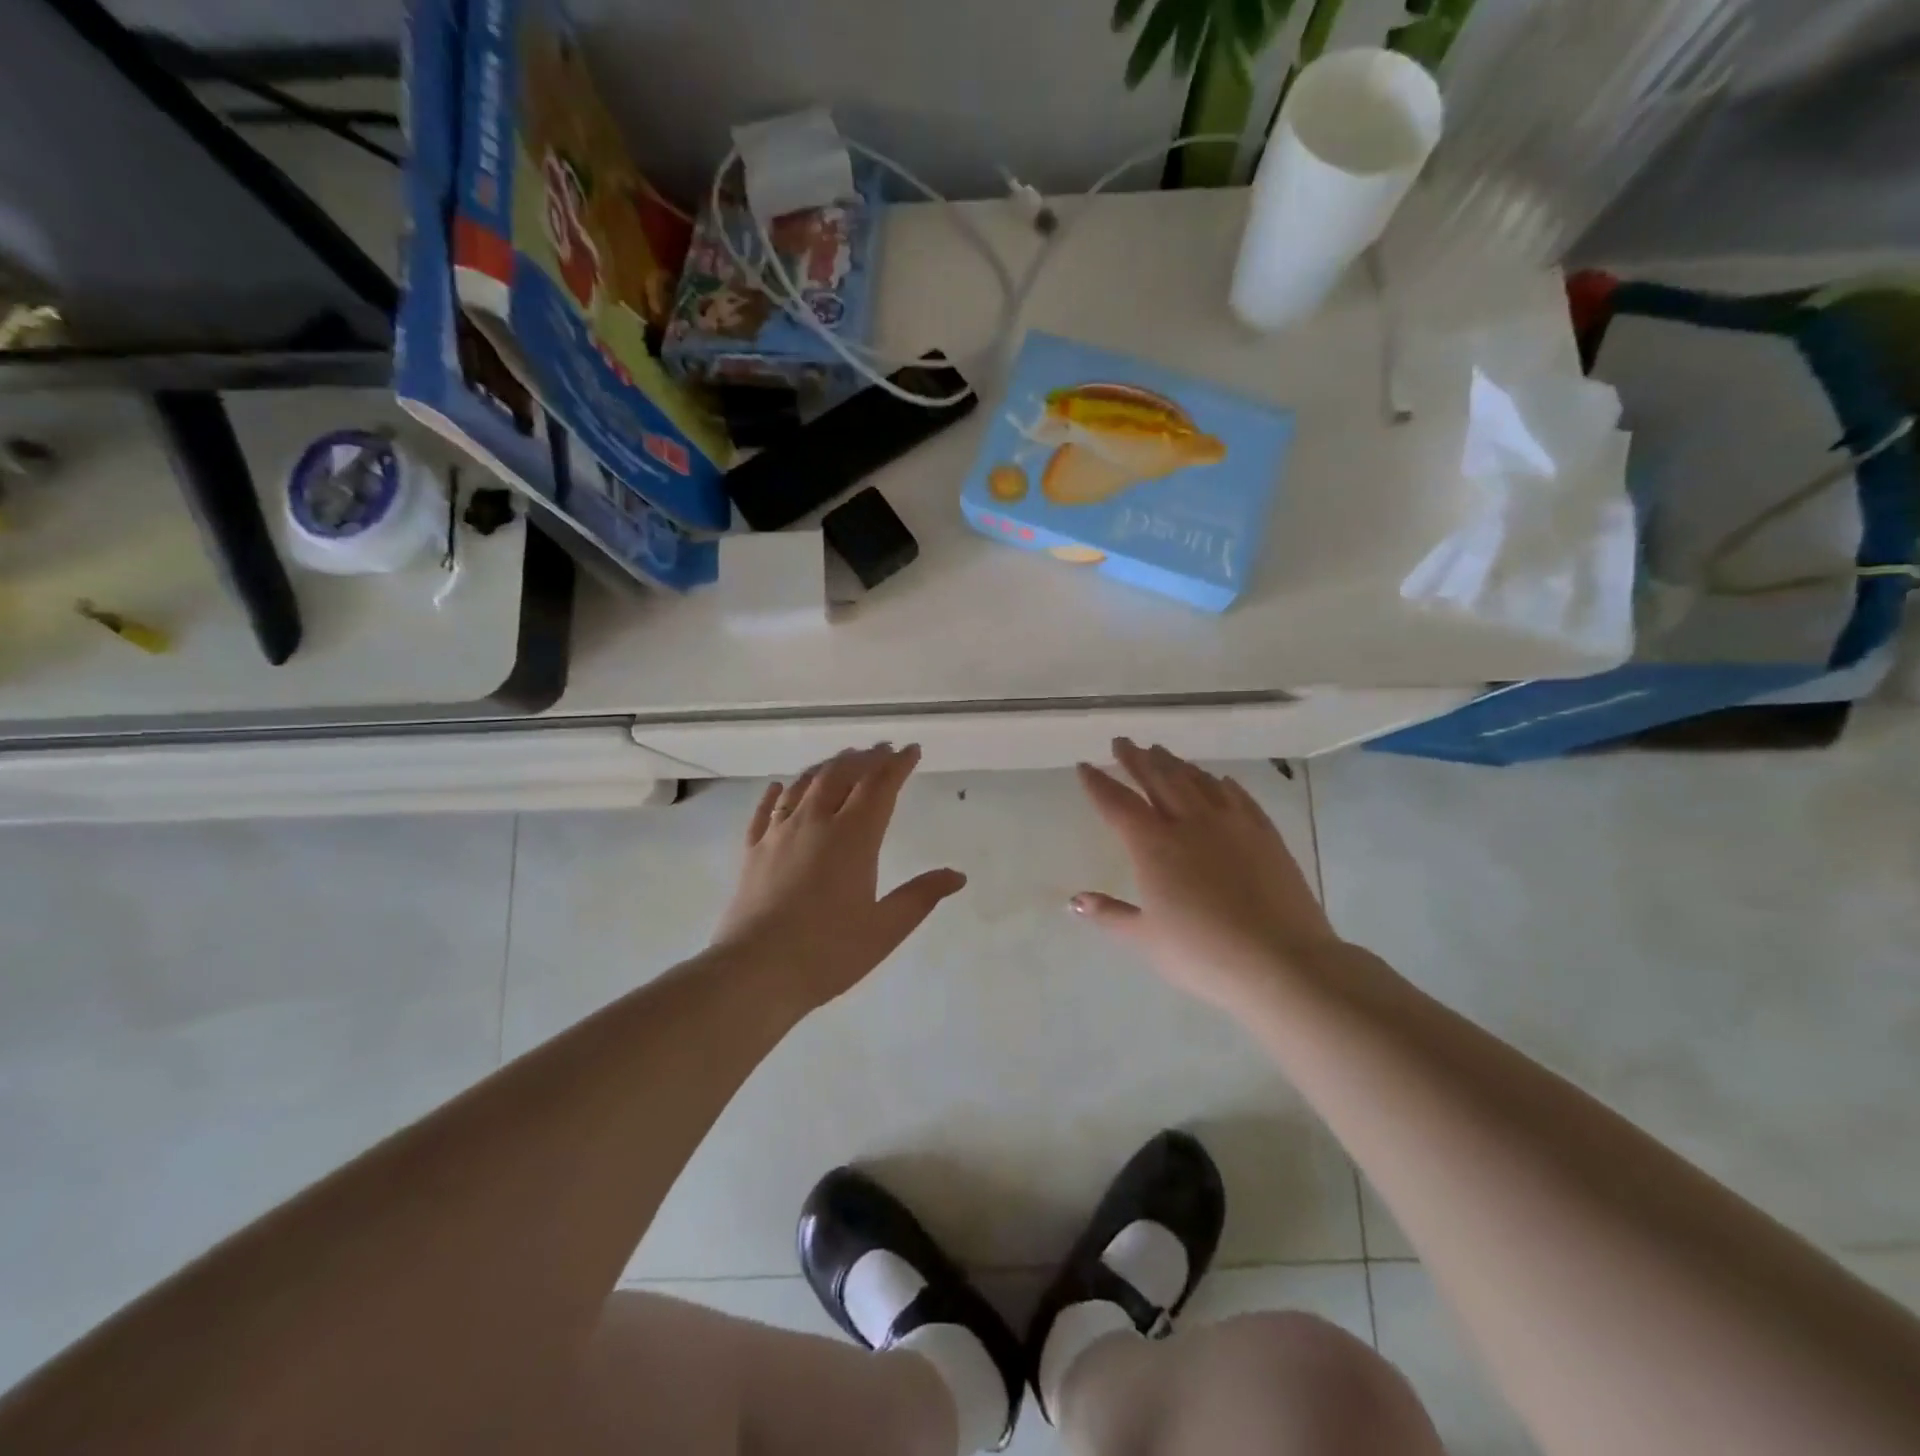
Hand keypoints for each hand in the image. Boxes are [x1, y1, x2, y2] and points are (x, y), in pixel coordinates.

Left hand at [713, 745, 966, 1012]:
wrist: (755, 972)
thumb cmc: (828, 952)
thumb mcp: (885, 929)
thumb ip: (921, 897)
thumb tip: (957, 875)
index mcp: (853, 837)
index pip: (879, 787)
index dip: (897, 765)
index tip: (911, 750)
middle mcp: (815, 823)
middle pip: (841, 775)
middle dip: (864, 758)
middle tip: (880, 750)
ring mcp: (779, 835)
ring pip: (804, 786)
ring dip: (826, 767)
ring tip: (841, 759)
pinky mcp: (753, 852)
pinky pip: (764, 812)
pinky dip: (776, 793)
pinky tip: (780, 786)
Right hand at [1073, 740, 1341, 1014]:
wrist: (1281, 962)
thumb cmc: (1203, 954)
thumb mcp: (1146, 939)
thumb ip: (1110, 914)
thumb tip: (1074, 901)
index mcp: (1153, 846)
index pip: (1118, 804)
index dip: (1098, 784)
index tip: (1085, 765)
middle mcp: (1189, 823)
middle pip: (1158, 780)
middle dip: (1136, 759)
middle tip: (1123, 742)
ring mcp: (1231, 824)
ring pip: (1197, 782)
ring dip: (1175, 764)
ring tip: (1161, 752)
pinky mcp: (1264, 834)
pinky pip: (1238, 797)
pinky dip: (1222, 784)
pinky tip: (1219, 780)